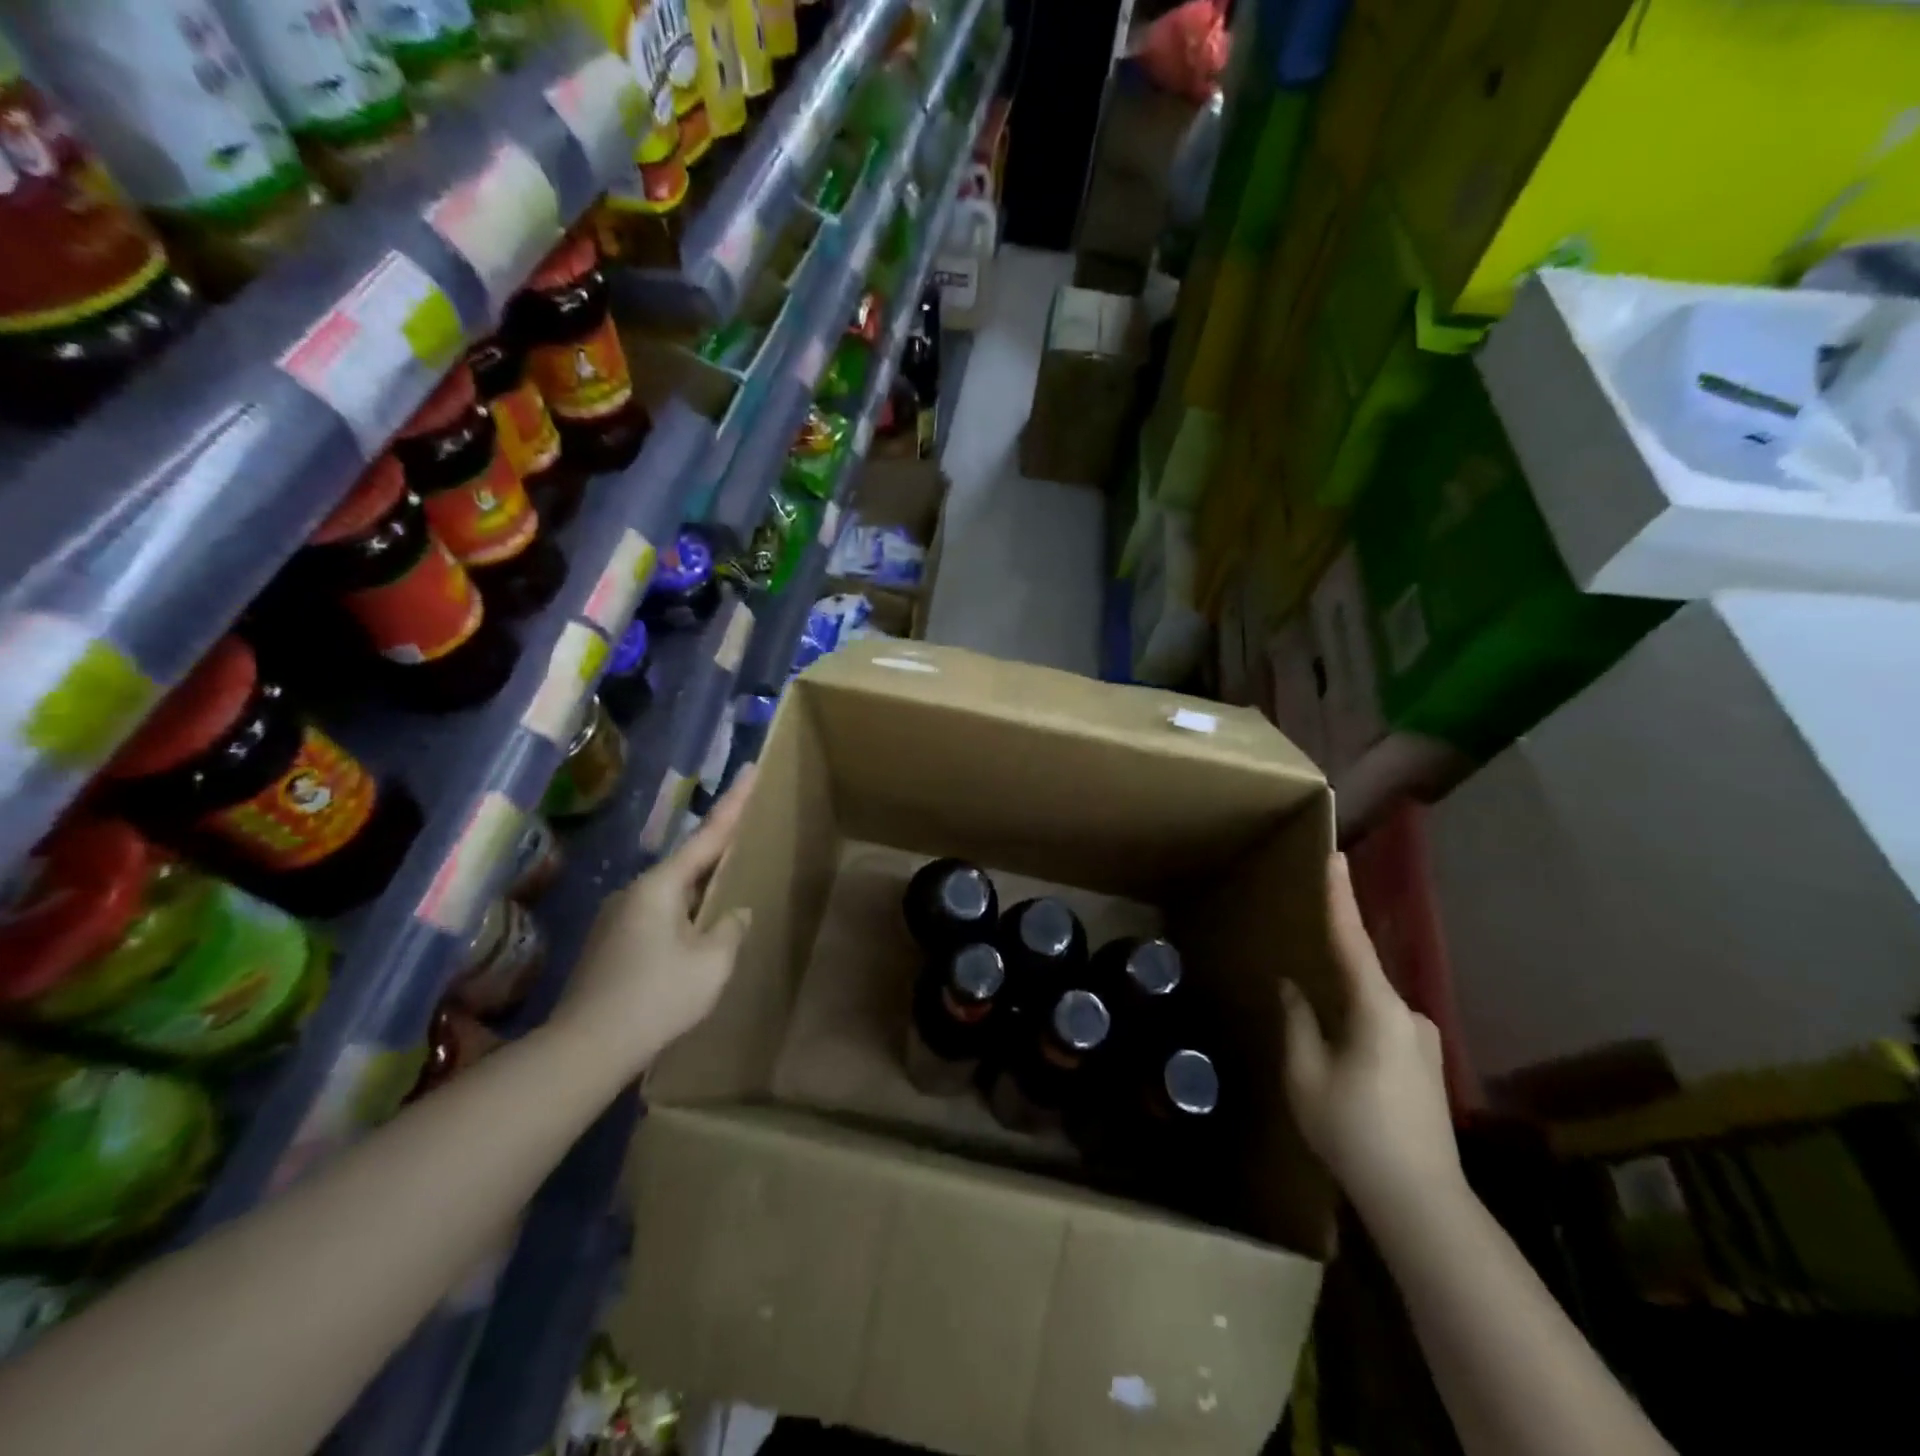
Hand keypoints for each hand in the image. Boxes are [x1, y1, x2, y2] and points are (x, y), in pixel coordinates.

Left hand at [552, 770, 755, 1069]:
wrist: (585, 1048)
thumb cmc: (657, 997)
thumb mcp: (712, 963)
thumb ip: (730, 929)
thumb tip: (734, 913)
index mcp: (660, 886)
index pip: (708, 836)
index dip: (734, 803)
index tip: (751, 769)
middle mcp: (635, 892)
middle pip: (688, 862)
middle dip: (719, 850)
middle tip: (747, 835)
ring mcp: (617, 918)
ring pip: (672, 893)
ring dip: (700, 890)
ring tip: (727, 895)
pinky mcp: (610, 945)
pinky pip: (658, 916)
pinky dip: (683, 915)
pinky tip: (696, 937)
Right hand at [1280, 854, 1462, 1220]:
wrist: (1420, 1201)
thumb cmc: (1353, 1130)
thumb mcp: (1305, 1074)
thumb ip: (1298, 1022)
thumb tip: (1293, 989)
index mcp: (1378, 1009)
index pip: (1352, 940)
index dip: (1340, 898)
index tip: (1335, 857)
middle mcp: (1409, 1016)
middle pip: (1361, 979)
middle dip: (1331, 976)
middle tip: (1301, 982)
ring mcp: (1423, 1043)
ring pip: (1371, 1010)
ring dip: (1343, 1014)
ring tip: (1318, 1044)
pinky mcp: (1427, 1068)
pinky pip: (1383, 1032)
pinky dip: (1358, 1033)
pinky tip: (1343, 1068)